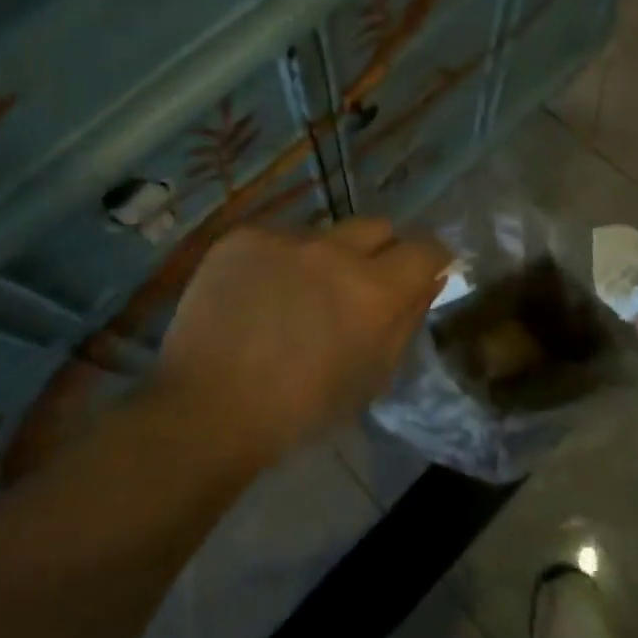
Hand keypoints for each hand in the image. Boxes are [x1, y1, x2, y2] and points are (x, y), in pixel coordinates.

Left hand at [157, 220, 450, 466]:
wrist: (207, 408)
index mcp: (373, 291)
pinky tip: (256, 295)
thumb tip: (429, 280)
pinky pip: (278, 239)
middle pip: (377, 227)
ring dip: (323, 258)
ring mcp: (285, 238)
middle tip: (356, 286)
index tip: (420, 273)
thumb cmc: (299, 410)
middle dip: (379, 251)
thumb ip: (406, 320)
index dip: (429, 260)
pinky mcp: (244, 236)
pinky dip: (277, 261)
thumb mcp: (370, 377)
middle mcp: (334, 250)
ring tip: (295, 297)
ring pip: (323, 233)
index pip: (425, 249)